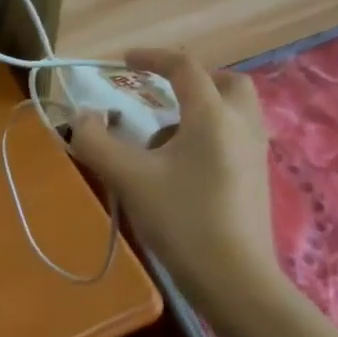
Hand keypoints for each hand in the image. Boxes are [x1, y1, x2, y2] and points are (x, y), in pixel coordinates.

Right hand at [68, 49, 283, 315]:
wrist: (234, 279)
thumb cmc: (181, 221)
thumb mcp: (128, 178)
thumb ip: (96, 142)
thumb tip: (81, 117)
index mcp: (212, 116)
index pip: (184, 68)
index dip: (152, 57)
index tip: (124, 61)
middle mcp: (241, 125)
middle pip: (225, 82)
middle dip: (191, 80)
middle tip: (160, 94)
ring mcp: (255, 153)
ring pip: (232, 111)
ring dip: (198, 110)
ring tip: (162, 141)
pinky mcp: (257, 179)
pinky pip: (234, 137)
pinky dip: (209, 135)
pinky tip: (181, 168)